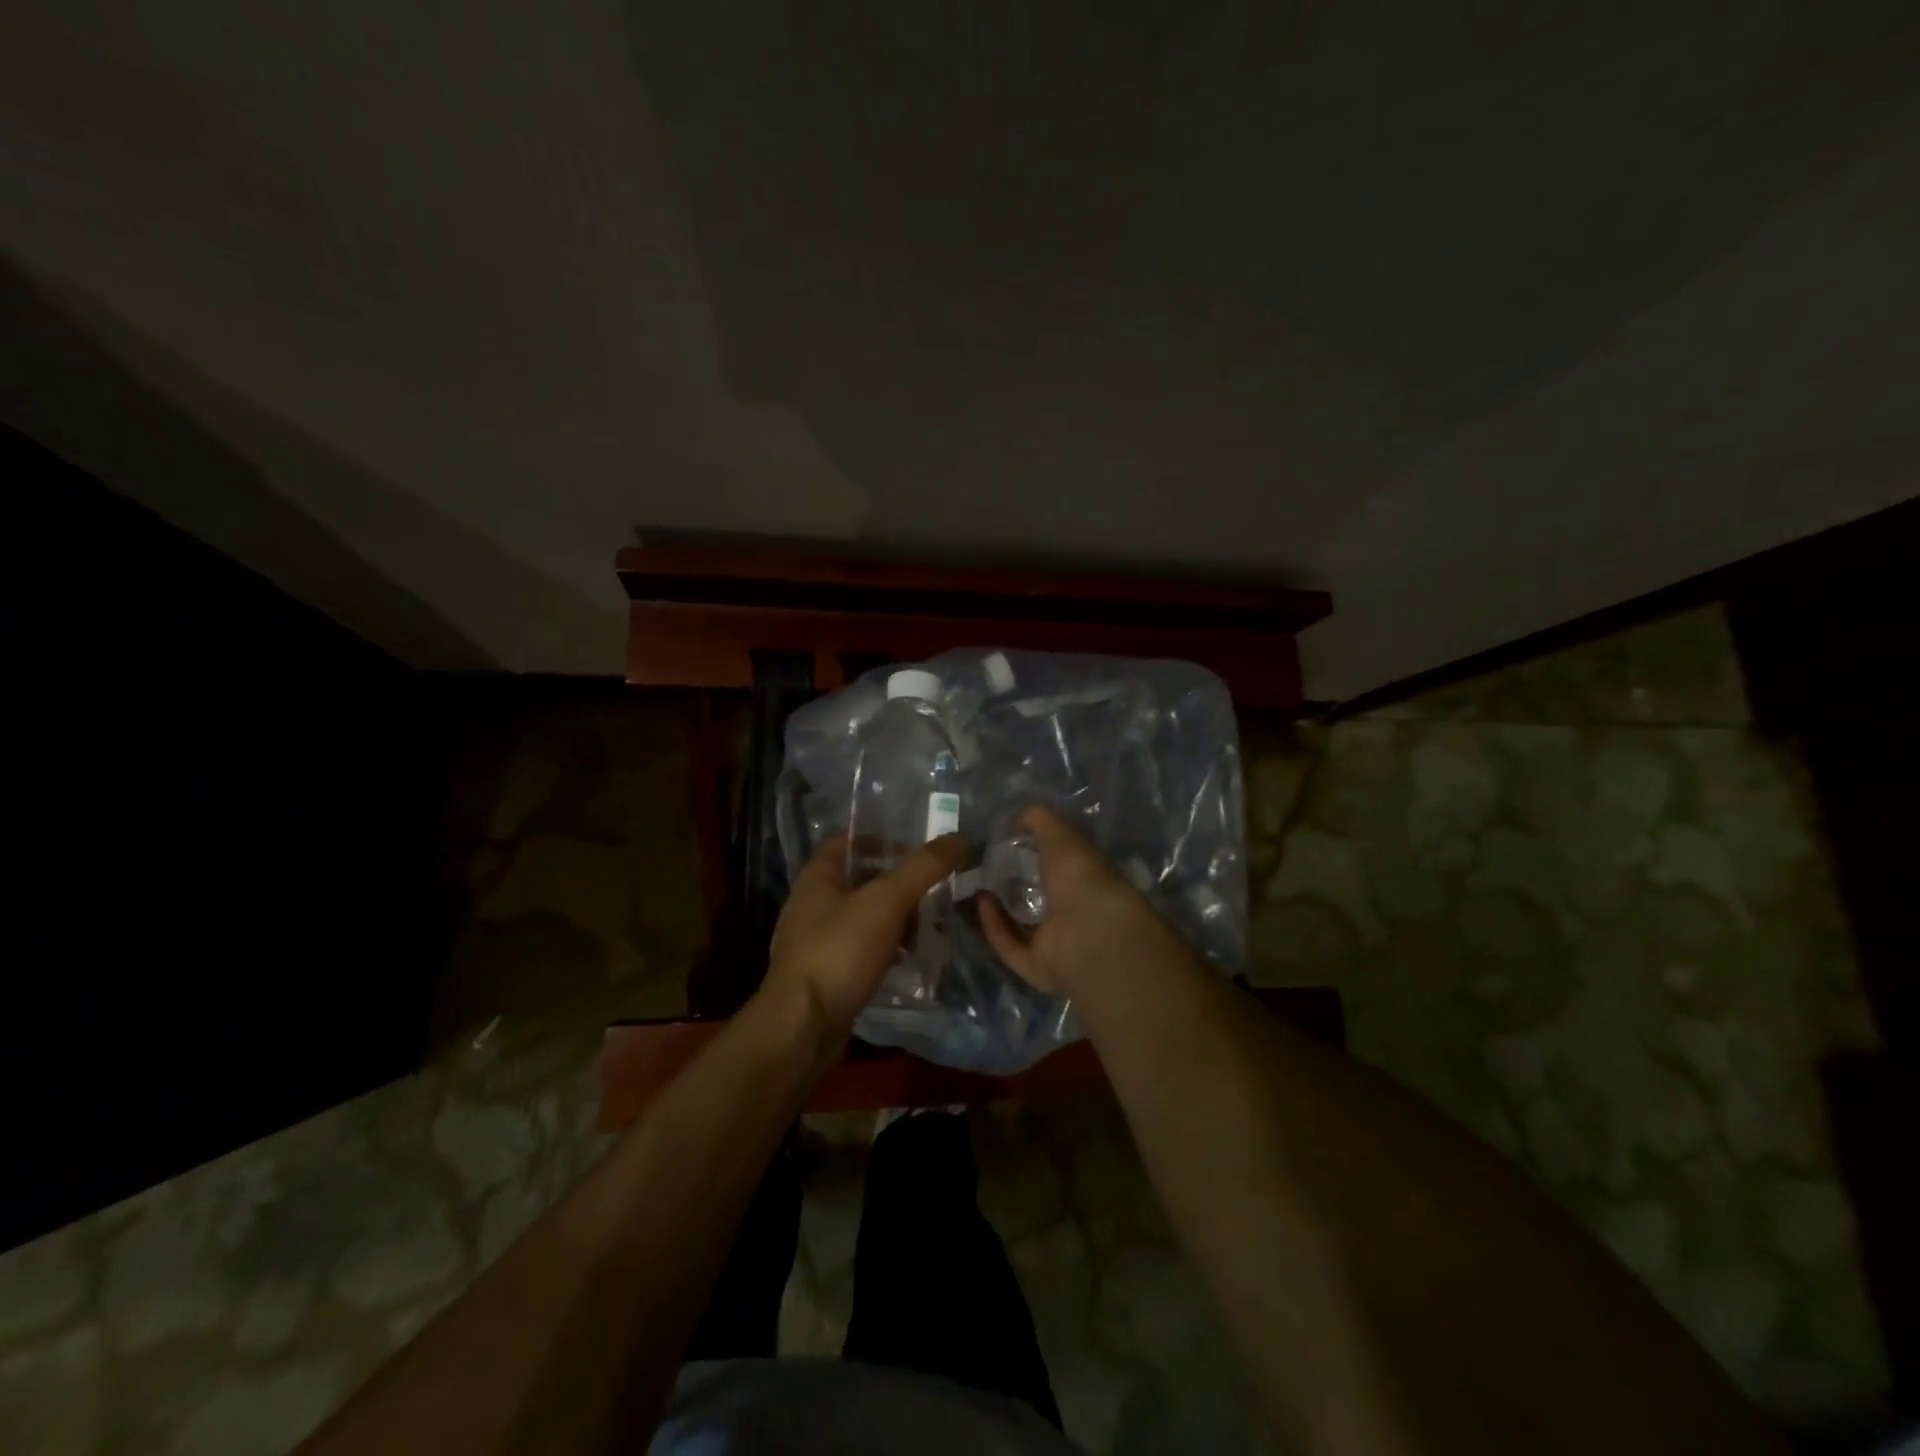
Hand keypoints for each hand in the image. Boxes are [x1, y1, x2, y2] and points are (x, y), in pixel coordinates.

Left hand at [764, 833, 965, 1034]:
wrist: (802, 1027)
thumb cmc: (839, 951)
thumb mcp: (887, 901)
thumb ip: (922, 869)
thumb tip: (956, 839)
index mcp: (817, 877)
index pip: (847, 842)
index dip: (880, 840)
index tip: (915, 850)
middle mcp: (811, 904)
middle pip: (859, 880)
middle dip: (896, 884)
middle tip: (932, 891)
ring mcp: (814, 941)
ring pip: (862, 917)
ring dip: (893, 919)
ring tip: (926, 927)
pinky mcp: (824, 974)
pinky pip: (859, 950)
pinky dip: (883, 949)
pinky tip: (906, 960)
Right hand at [977, 805, 1170, 993]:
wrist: (1088, 932)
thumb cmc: (1081, 876)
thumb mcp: (1061, 835)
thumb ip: (1040, 820)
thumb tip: (1019, 812)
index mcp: (1088, 882)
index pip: (1062, 867)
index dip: (1038, 854)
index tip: (1010, 841)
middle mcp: (1075, 913)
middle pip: (1041, 899)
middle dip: (1016, 883)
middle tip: (986, 864)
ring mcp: (1058, 943)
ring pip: (1024, 927)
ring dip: (1000, 908)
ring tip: (977, 882)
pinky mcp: (1037, 966)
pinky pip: (1010, 946)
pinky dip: (994, 926)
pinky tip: (982, 901)